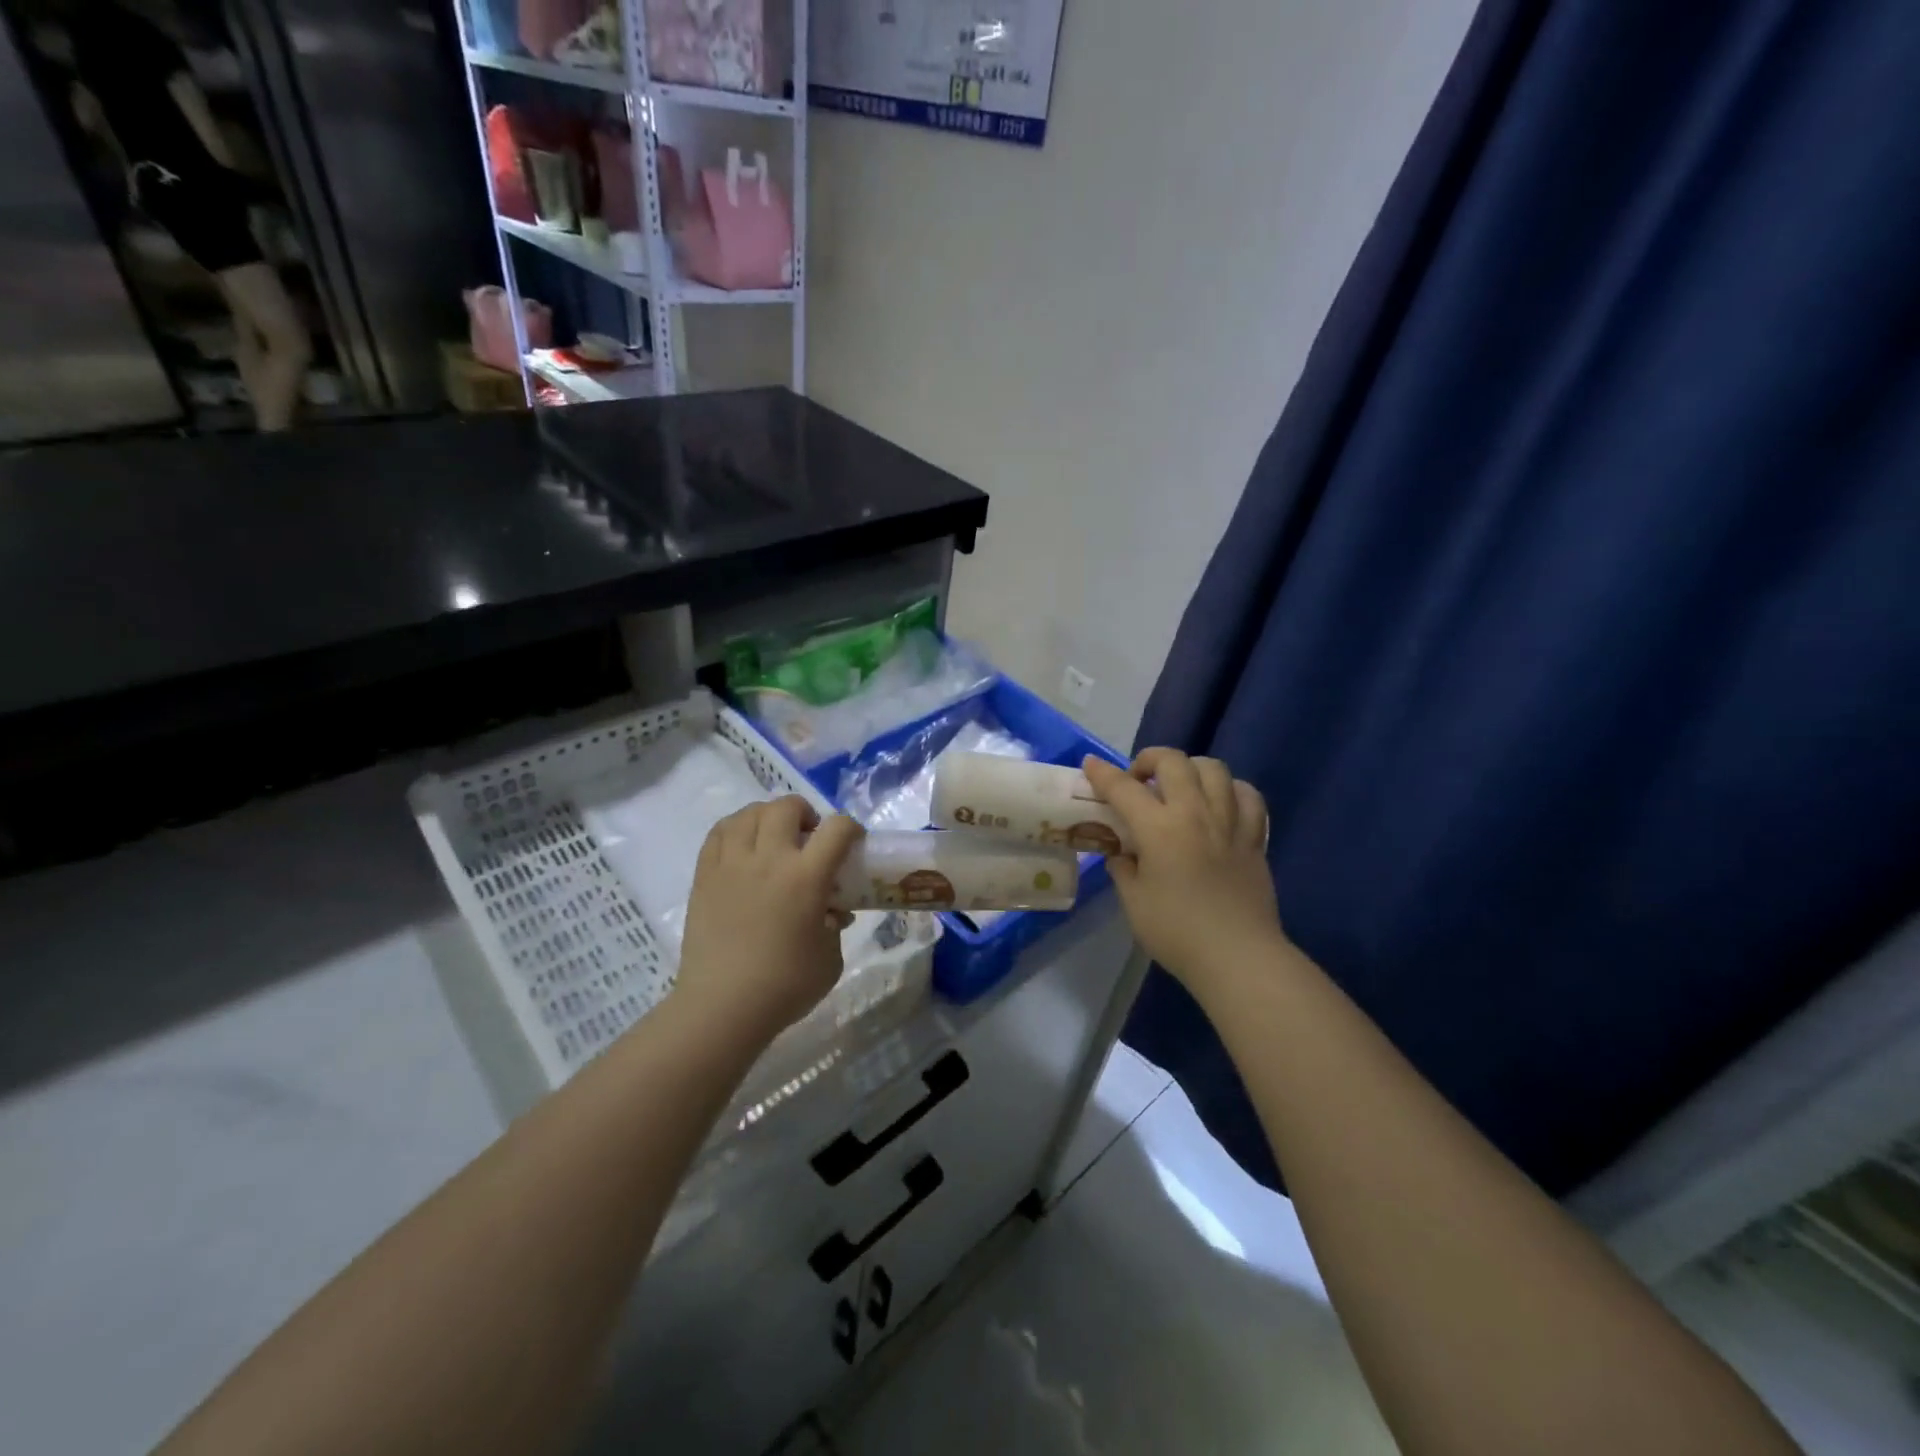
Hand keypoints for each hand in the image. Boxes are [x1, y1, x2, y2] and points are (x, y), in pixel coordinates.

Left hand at [674, 797, 863, 1042]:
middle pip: (786, 807)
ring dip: (768, 816)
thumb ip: (834, 926)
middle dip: (805, 813)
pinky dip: (735, 829)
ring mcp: (732, 864)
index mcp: (806, 877)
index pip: (837, 828)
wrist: (722, 1007)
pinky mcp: (704, 876)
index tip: (852, 843)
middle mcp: (769, 859)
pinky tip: (743, 846)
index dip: (851, 828)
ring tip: (773, 837)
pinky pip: (718, 833)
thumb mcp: (830, 958)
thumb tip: (830, 912)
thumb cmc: (785, 986)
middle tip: (809, 836)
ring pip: (749, 813)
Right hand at [1083, 750, 1284, 996]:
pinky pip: (1248, 796)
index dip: (1102, 773)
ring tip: (1180, 787)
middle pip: (1173, 762)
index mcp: (1158, 828)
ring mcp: (1229, 822)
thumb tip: (1123, 854)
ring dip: (1190, 769)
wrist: (1238, 957)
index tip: (1090, 764)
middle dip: (1150, 759)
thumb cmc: (1177, 932)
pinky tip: (1221, 802)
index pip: (1123, 788)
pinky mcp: (1254, 838)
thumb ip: (1124, 869)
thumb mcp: (1134, 902)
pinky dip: (1231, 790)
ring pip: (1214, 769)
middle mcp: (1195, 813)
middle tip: (1138, 779)